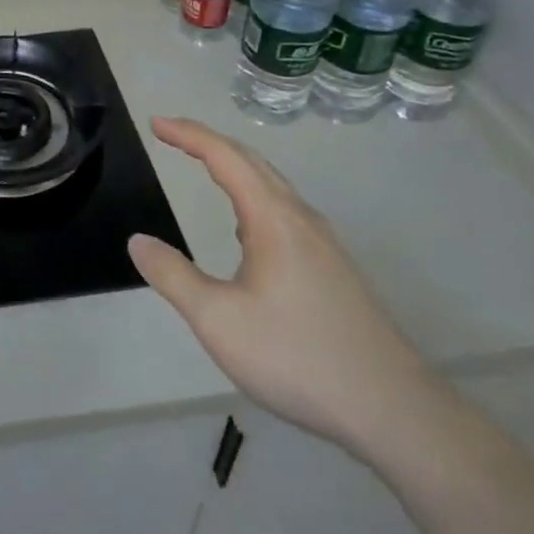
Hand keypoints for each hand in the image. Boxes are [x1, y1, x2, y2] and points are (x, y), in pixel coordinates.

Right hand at [128, 117, 437, 459]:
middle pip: (252, 161)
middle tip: (172, 135)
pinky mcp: (335, 269)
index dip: (187, 134)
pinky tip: (246, 232)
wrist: (395, 411)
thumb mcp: (218, 321)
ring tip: (204, 169)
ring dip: (234, 167)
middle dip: (209, 141)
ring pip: (273, 186)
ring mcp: (324, 244)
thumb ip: (173, 276)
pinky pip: (285, 211)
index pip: (224, 156)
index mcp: (273, 218)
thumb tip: (138, 242)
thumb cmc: (298, 357)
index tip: (155, 122)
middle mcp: (301, 218)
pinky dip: (254, 196)